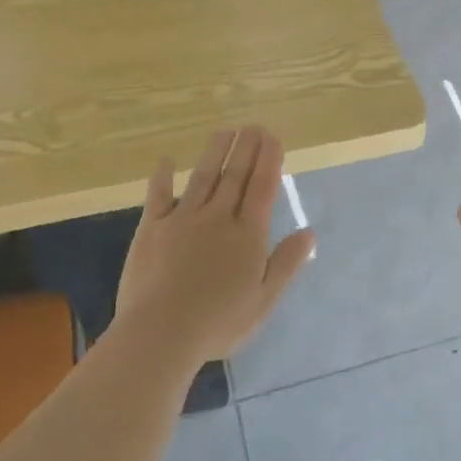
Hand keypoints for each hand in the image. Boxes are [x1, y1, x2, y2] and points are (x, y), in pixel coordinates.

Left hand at [112, 126, 314, 368]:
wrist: (160, 334)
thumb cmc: (219, 323)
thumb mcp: (264, 300)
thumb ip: (286, 263)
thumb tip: (309, 232)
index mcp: (248, 235)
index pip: (262, 188)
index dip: (269, 161)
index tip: (273, 138)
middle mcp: (217, 218)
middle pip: (235, 176)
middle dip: (246, 148)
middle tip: (253, 126)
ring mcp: (182, 220)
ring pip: (203, 177)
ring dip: (215, 153)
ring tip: (224, 131)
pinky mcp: (152, 229)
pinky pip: (158, 196)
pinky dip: (162, 177)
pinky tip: (166, 161)